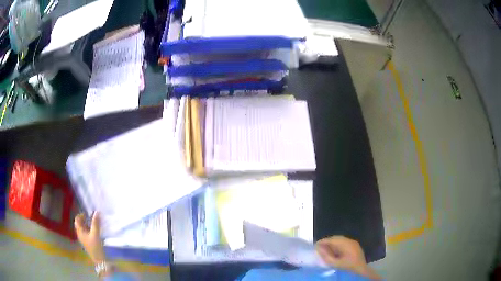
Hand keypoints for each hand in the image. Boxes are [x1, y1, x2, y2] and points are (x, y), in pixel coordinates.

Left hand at [74, 212, 105, 264]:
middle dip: (85, 219)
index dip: (81, 215)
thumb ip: (96, 223)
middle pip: (79, 223)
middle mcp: (80, 234)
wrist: (99, 260)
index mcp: (79, 231)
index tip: (88, 214)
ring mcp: (83, 238)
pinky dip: (89, 229)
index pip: (77, 219)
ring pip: (83, 228)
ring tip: (94, 223)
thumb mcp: (95, 234)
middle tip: (92, 217)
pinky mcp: (87, 242)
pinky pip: (86, 232)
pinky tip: (95, 230)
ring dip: (87, 224)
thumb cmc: (95, 247)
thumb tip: (96, 212)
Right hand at [316, 236, 379, 278]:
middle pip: (336, 238)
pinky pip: (344, 242)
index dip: (323, 241)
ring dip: (332, 243)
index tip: (315, 245)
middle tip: (319, 247)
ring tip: (325, 249)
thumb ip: (326, 256)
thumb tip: (318, 249)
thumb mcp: (335, 263)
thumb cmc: (348, 266)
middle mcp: (350, 240)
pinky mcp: (355, 246)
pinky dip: (337, 245)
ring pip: (340, 239)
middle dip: (327, 241)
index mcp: (345, 243)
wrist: (361, 269)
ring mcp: (353, 242)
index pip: (332, 239)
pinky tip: (334, 251)